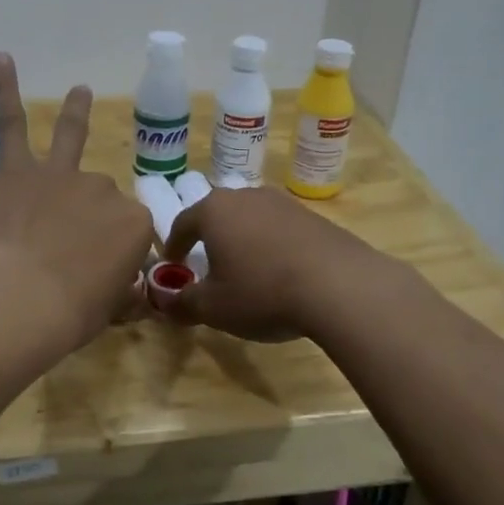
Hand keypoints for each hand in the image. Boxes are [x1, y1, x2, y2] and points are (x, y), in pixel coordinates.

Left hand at [0, 54, 153, 346]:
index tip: (100, 275)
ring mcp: (61, 174)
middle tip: (65, 252)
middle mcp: (103, 188)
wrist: (24, 300)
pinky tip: (2, 59)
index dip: (115, 250)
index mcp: (134, 222)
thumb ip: (124, 294)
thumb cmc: (73, 312)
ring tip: (81, 91)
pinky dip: (4, 91)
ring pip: (71, 137)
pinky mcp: (18, 170)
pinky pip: (11, 124)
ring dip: (77, 113)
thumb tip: (133, 295)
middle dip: (88, 216)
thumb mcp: (113, 309)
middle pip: (100, 194)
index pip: (131, 229)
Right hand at [162, 185, 385, 341]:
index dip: (174, 246)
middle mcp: (246, 197)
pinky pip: (280, 229)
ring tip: (246, 269)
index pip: (182, 223)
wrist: (339, 286)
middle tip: (207, 265)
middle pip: (218, 215)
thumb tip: (164, 303)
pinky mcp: (313, 217)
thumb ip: (183, 303)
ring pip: (251, 219)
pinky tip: (280, 272)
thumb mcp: (213, 307)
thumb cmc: (262, 292)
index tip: (173, 266)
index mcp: (214, 211)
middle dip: (209, 239)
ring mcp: (283, 203)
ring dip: (243, 240)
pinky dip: (272, 246)